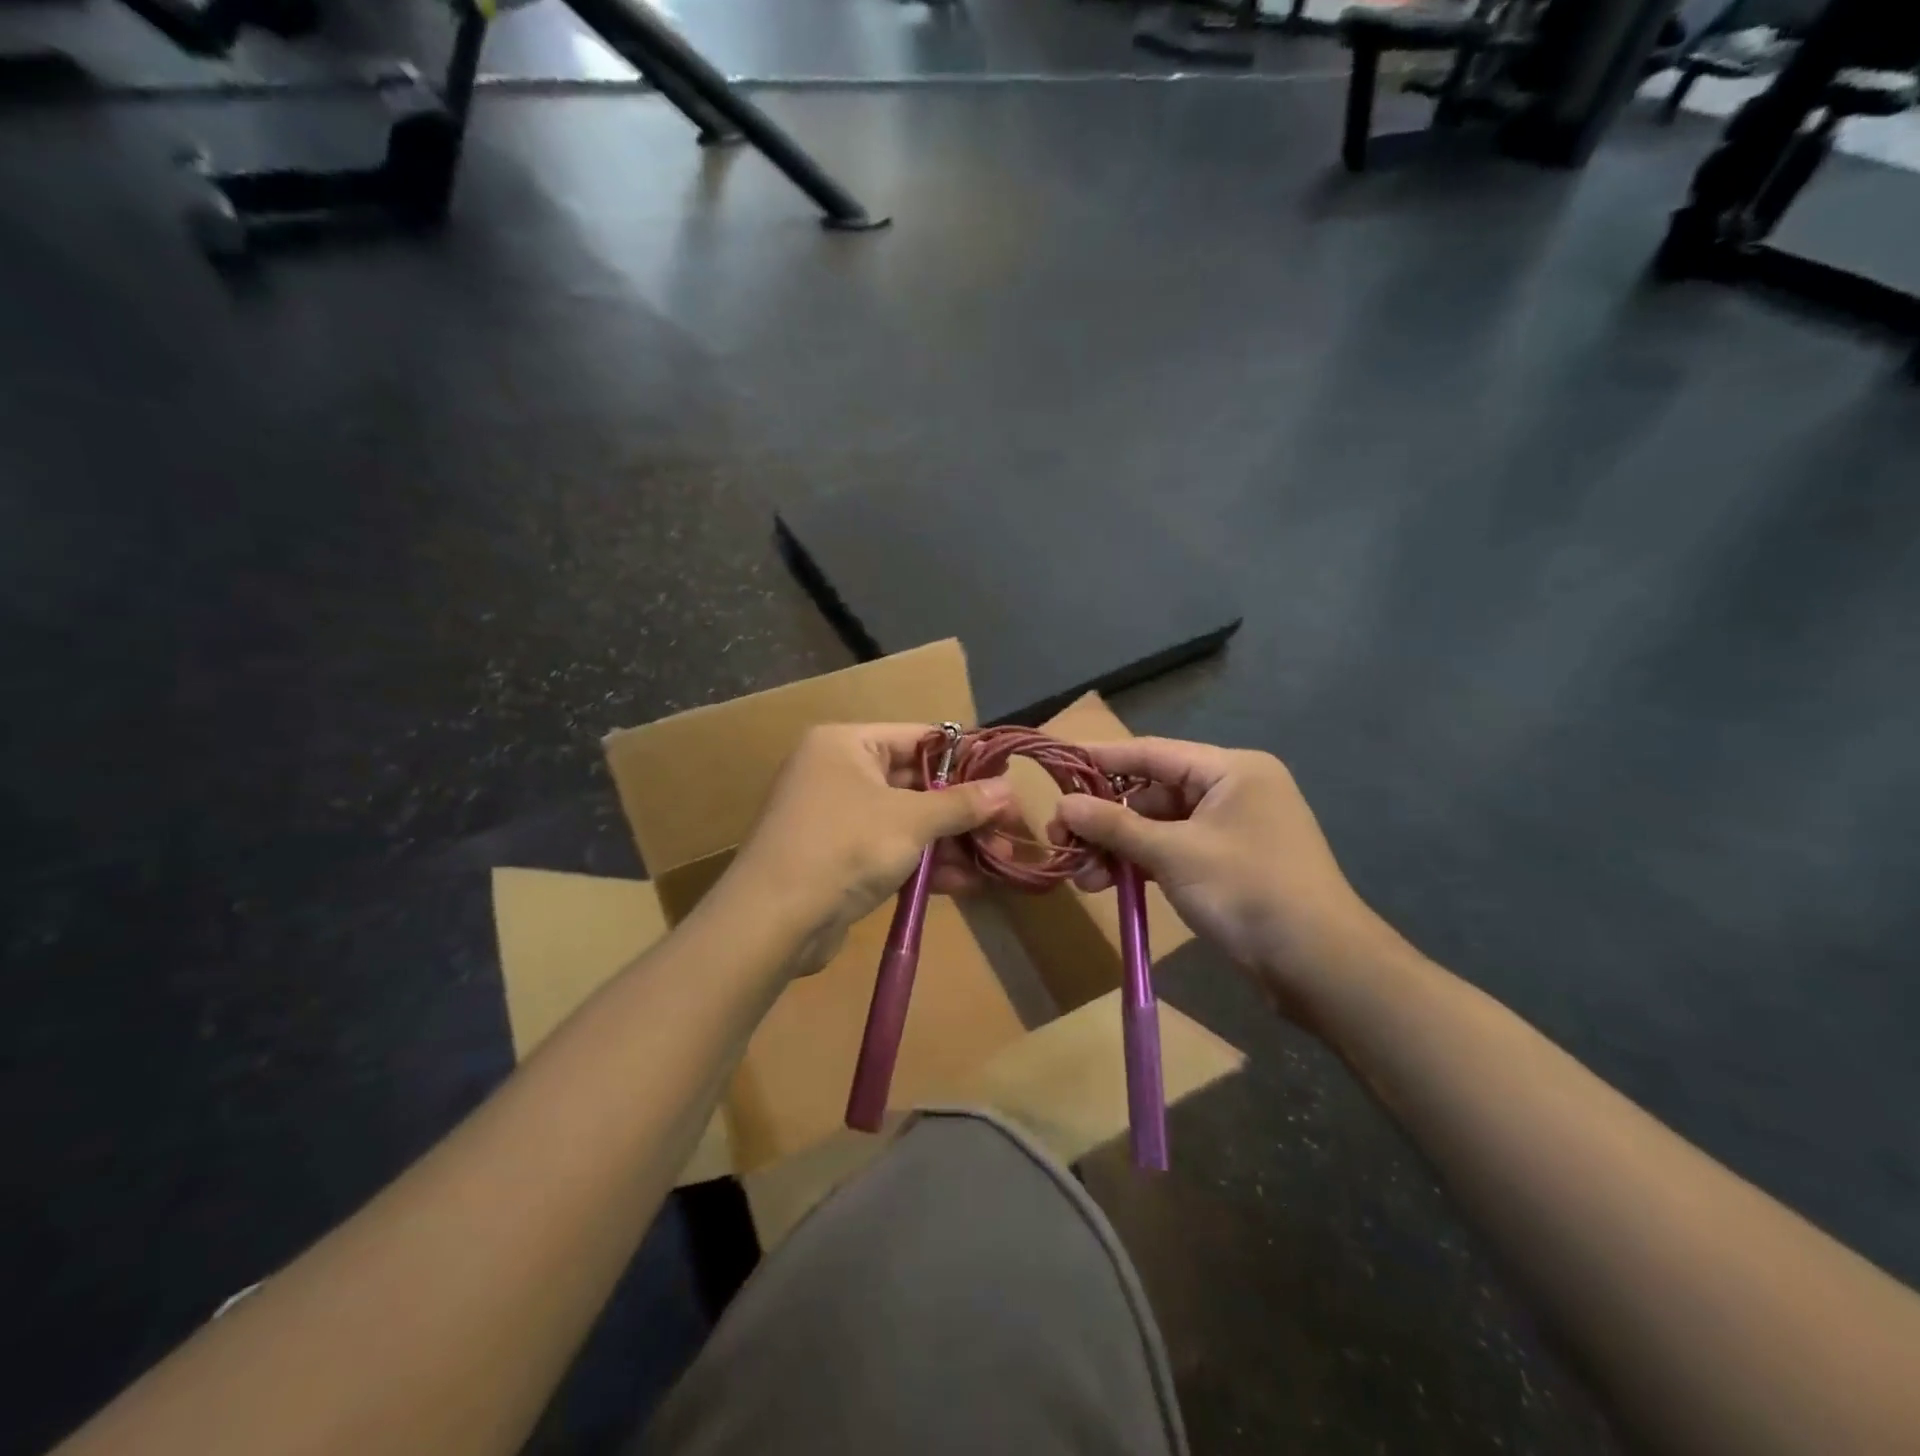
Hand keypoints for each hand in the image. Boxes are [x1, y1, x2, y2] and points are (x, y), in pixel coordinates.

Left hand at [718, 724, 1019, 973]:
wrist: (772, 921)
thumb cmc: (844, 847)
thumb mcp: (911, 820)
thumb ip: (961, 804)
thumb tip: (1008, 790)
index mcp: (848, 744)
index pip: (920, 738)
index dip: (966, 758)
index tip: (1006, 779)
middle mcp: (839, 772)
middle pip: (917, 783)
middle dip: (964, 810)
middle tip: (1009, 827)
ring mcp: (838, 817)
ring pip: (908, 821)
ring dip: (952, 841)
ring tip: (999, 860)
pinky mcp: (839, 858)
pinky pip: (892, 850)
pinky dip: (925, 864)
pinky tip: (968, 883)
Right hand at [1052, 739, 1390, 1010]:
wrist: (1319, 965)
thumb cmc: (1248, 891)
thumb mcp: (1174, 854)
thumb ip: (1115, 826)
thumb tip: (1062, 806)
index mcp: (1231, 770)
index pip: (1152, 752)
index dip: (1101, 759)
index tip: (1058, 764)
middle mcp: (1232, 790)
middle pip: (1152, 792)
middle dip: (1105, 818)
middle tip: (1061, 838)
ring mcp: (1230, 830)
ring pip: (1158, 827)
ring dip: (1118, 848)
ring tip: (1080, 876)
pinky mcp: (1227, 864)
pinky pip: (1173, 852)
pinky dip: (1141, 865)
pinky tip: (1107, 885)